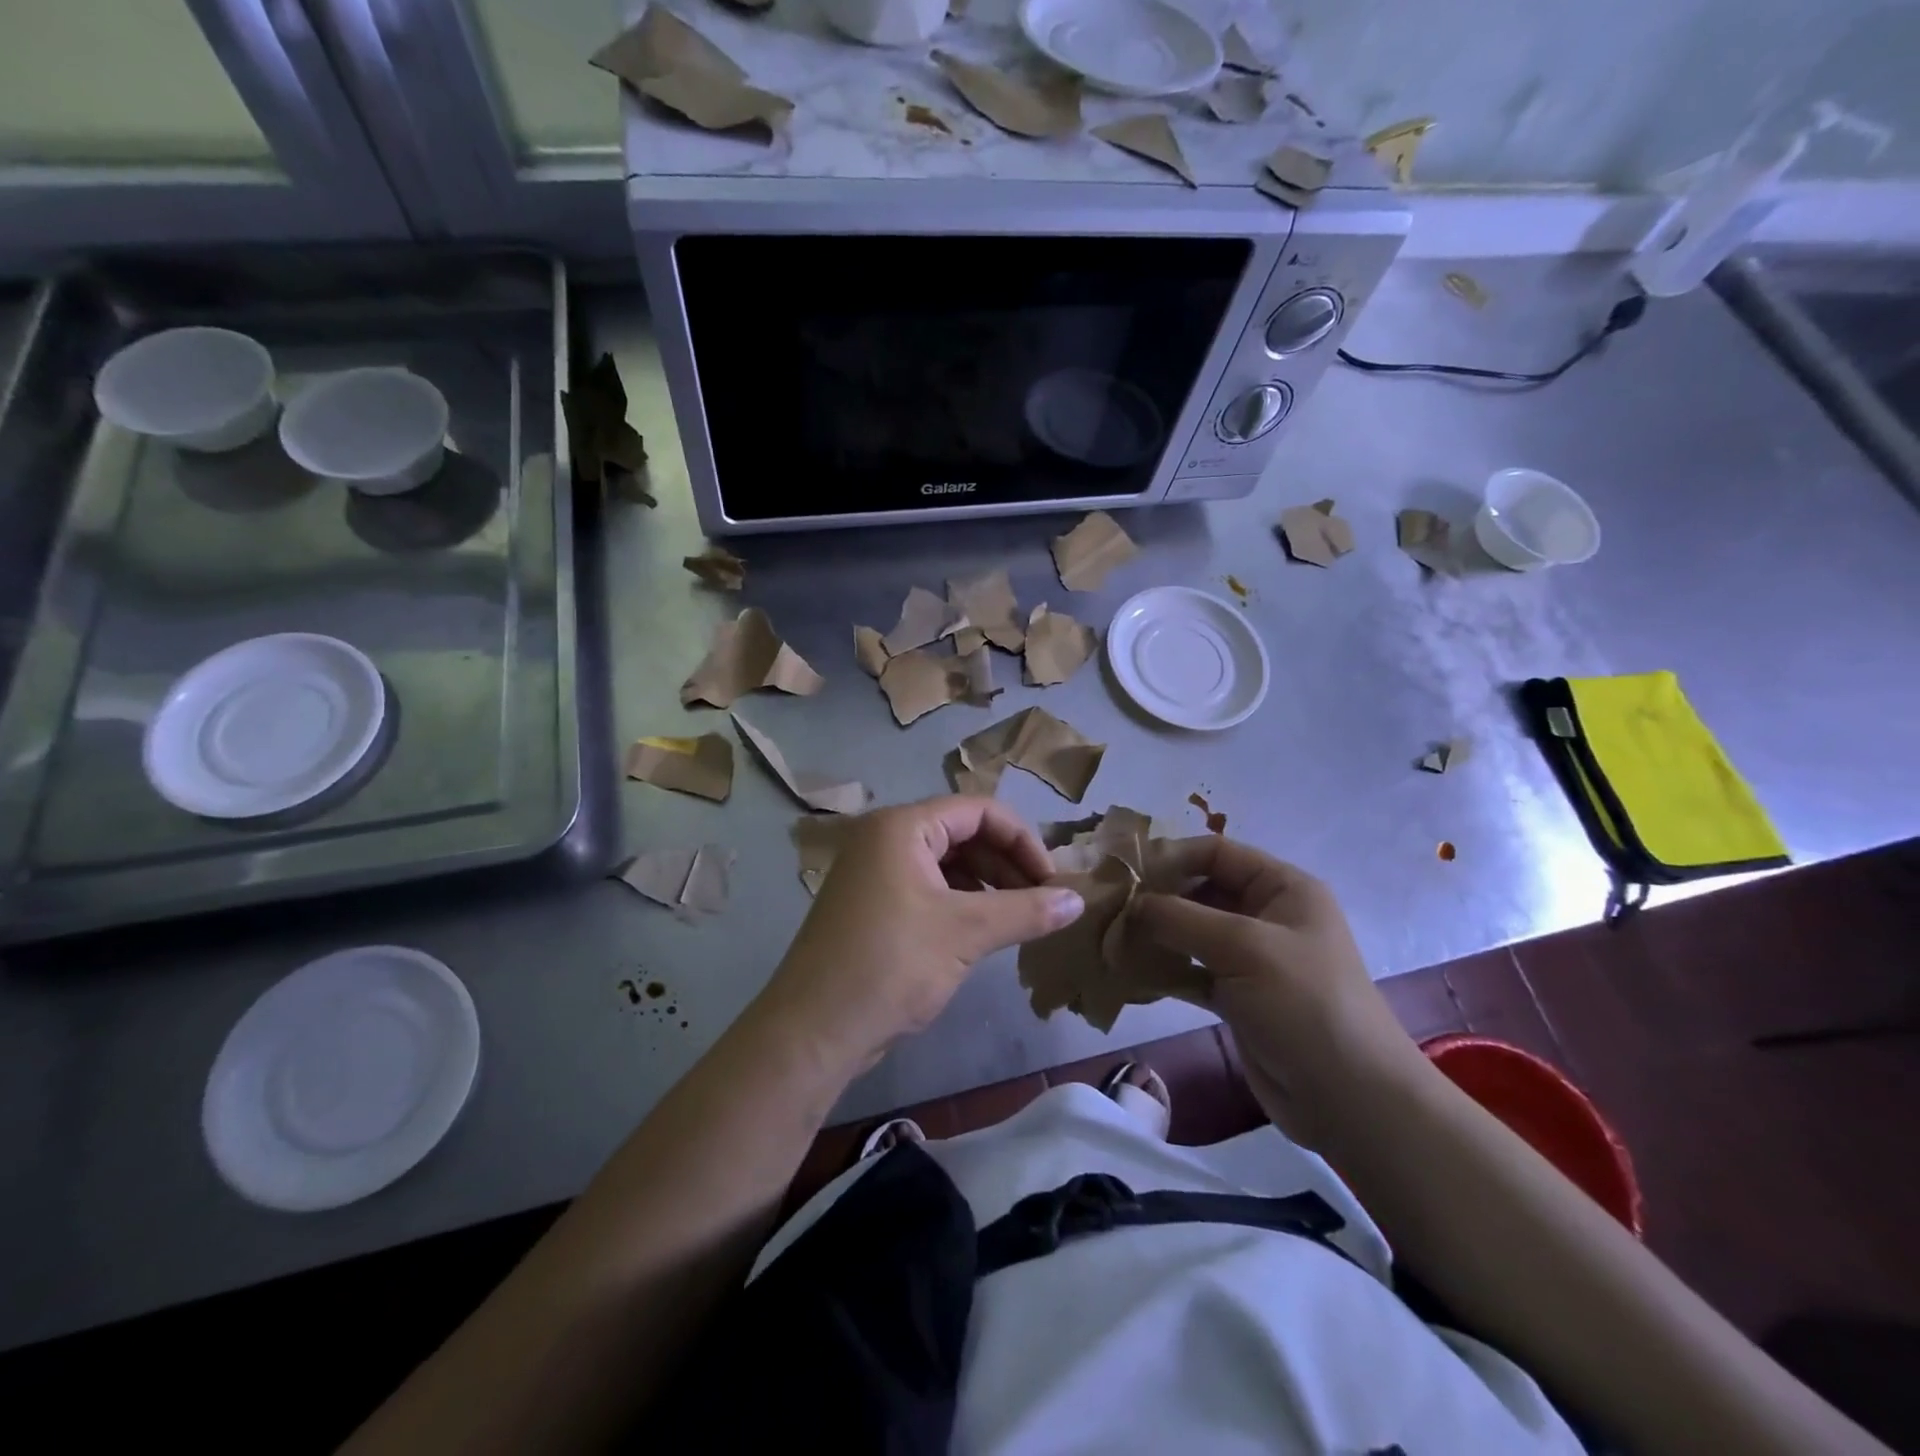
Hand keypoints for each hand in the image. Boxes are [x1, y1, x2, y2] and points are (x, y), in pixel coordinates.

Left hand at [759, 797, 1083, 1074]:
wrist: (813, 1029)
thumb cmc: (890, 964)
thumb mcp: (965, 933)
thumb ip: (1026, 911)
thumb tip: (1078, 901)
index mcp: (902, 826)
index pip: (979, 811)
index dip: (1022, 841)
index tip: (1052, 881)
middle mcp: (886, 838)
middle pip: (963, 833)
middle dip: (1007, 863)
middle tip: (1042, 902)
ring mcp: (876, 872)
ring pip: (947, 863)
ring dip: (988, 885)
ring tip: (1020, 918)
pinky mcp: (873, 905)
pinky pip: (929, 888)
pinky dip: (962, 902)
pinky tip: (984, 931)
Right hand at [1134, 837, 1429, 1143]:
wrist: (1349, 1099)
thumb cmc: (1304, 1004)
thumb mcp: (1243, 947)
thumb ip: (1180, 918)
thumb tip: (1128, 904)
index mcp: (1283, 888)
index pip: (1218, 853)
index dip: (1172, 857)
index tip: (1124, 874)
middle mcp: (1267, 916)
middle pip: (1201, 891)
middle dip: (1157, 898)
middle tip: (1109, 909)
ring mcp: (1252, 959)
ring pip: (1192, 933)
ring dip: (1155, 935)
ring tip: (1110, 938)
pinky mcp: (1238, 997)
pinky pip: (1192, 971)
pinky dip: (1164, 970)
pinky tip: (1129, 973)